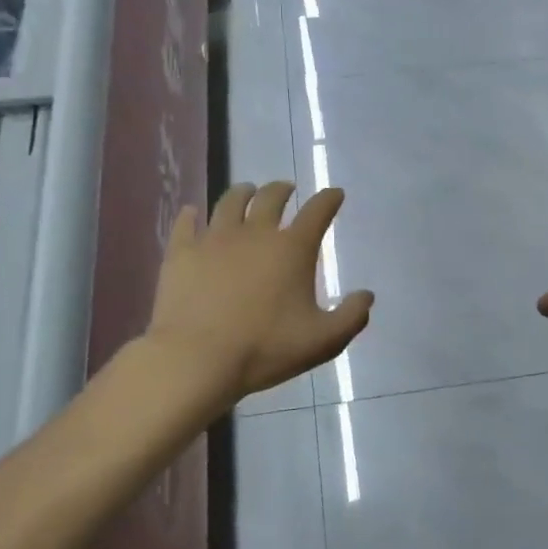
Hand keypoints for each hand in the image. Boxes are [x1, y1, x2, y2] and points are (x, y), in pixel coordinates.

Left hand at [146, 182, 372, 405]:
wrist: (197, 359)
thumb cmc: (265, 348)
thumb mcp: (323, 341)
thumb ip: (351, 317)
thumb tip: (366, 295)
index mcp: (292, 249)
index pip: (317, 211)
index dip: (329, 199)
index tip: (335, 194)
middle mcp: (255, 233)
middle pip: (271, 197)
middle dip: (283, 190)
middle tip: (286, 189)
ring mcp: (214, 239)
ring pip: (230, 202)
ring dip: (243, 193)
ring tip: (246, 192)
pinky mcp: (182, 253)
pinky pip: (186, 223)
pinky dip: (192, 215)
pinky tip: (192, 212)